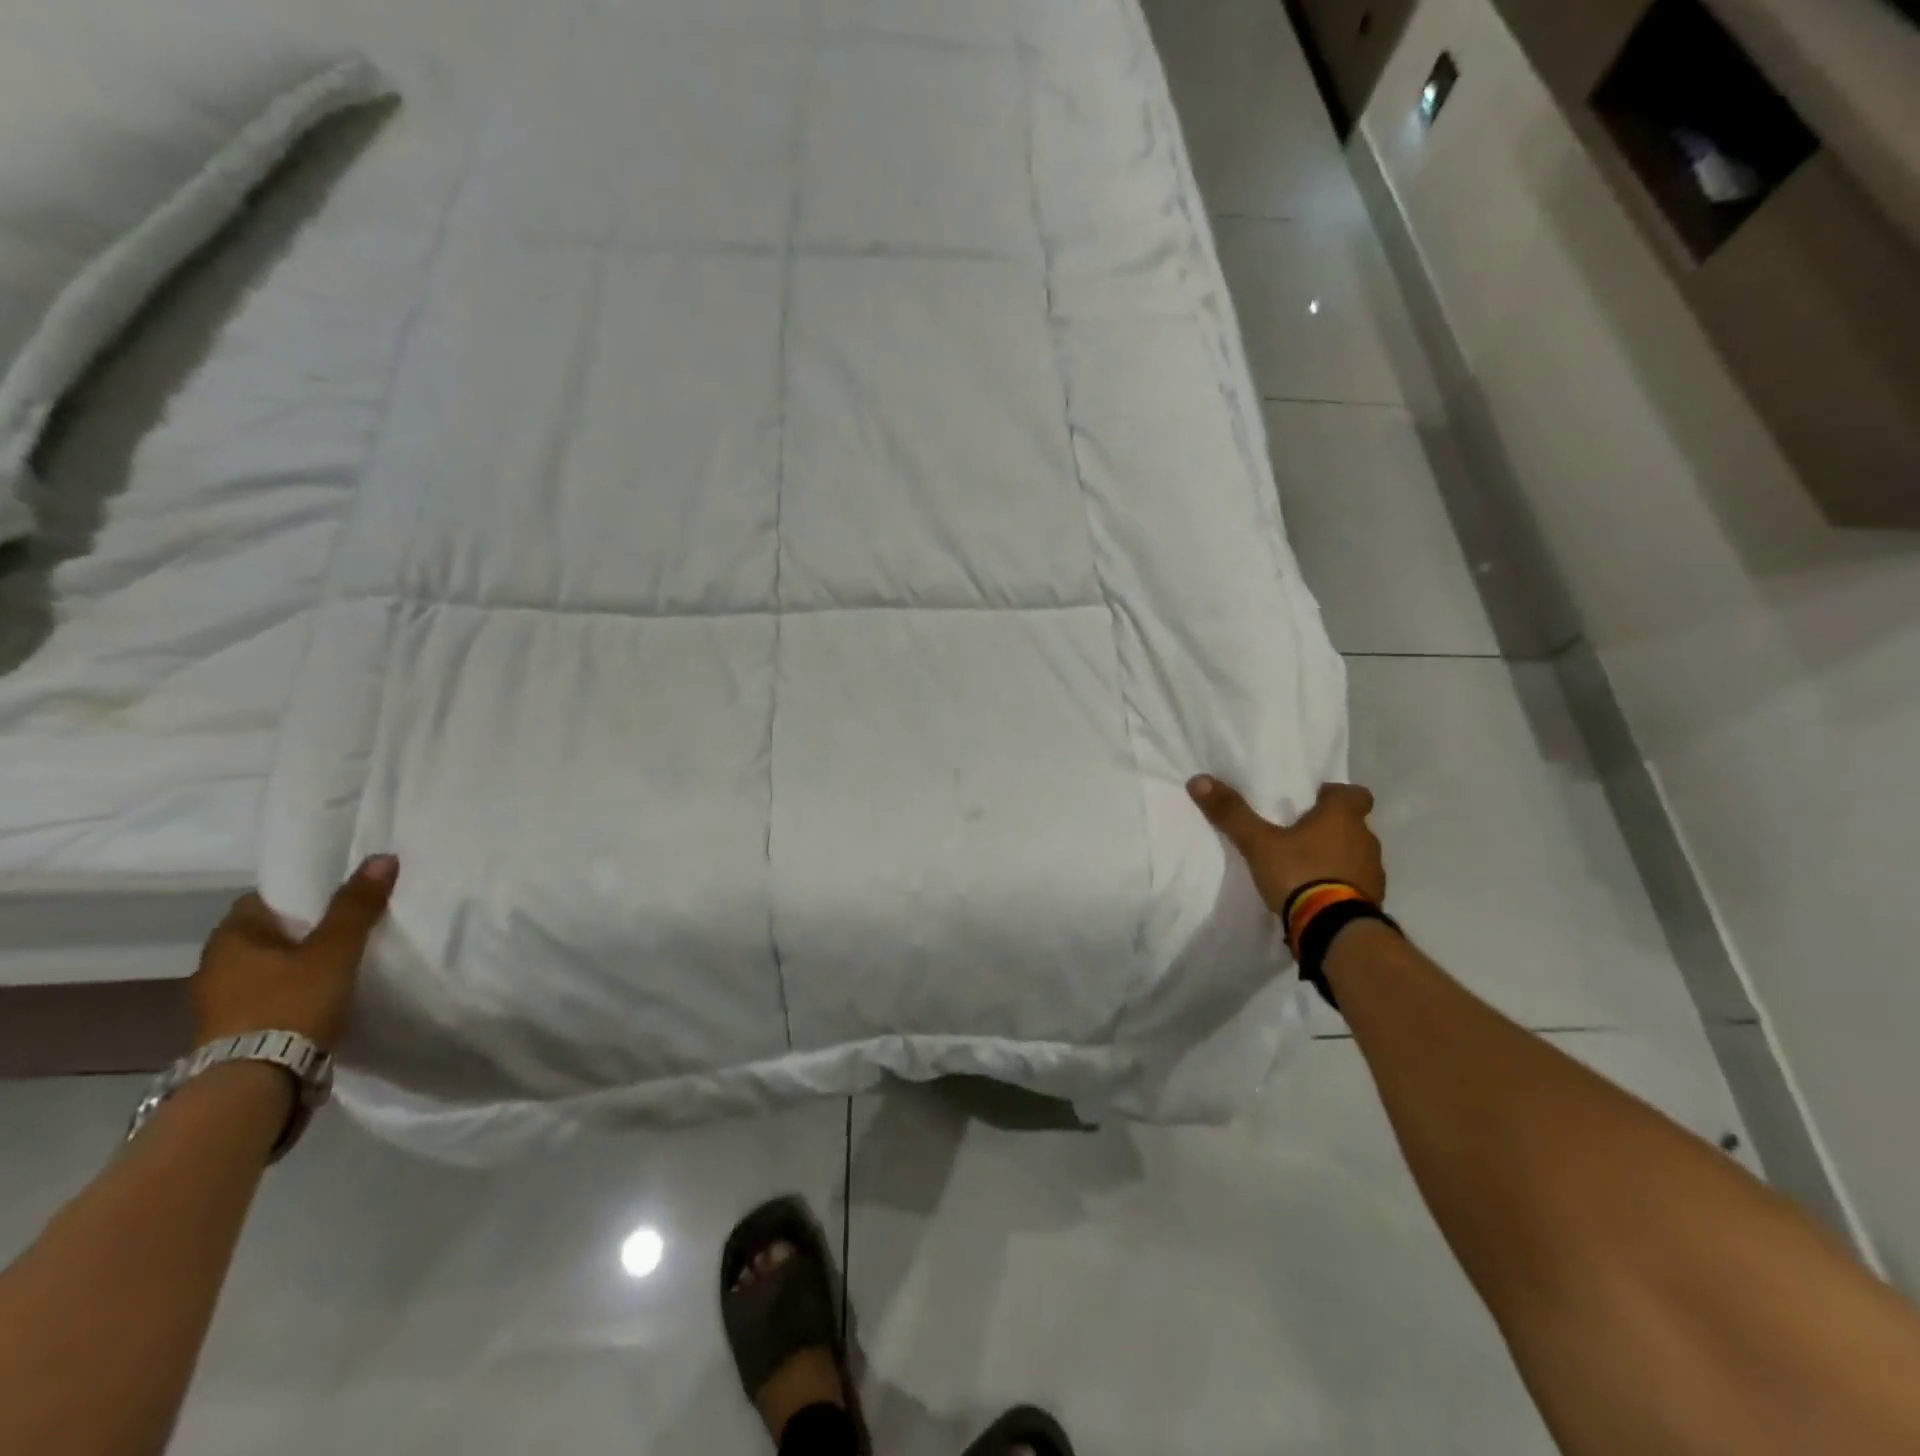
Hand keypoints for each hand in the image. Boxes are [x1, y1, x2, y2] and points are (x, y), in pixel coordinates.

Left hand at [190, 856, 398, 1050]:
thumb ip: (356, 906)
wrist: (255, 1082)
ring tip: (334, 966)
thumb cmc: (291, 1003)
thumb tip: (383, 857)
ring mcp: (215, 1005)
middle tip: (342, 930)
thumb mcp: (335, 950)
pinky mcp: (229, 1033)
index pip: (259, 902)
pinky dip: (285, 994)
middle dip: (297, 932)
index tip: (333, 901)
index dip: (296, 897)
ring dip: (290, 966)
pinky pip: (262, 998)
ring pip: (261, 969)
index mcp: (229, 939)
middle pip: (261, 936)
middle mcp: (212, 967)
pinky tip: (314, 999)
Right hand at [1188, 776, 1384, 915]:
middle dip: (1331, 827)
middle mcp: (1365, 839)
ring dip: (1337, 856)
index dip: (1336, 795)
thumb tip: (1198, 780)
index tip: (1314, 801)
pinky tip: (1316, 894)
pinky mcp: (1371, 901)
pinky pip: (1356, 883)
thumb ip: (1232, 813)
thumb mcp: (1258, 843)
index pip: (1355, 794)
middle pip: (1353, 824)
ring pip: (1355, 854)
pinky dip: (1340, 883)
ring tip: (1305, 866)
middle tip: (1299, 833)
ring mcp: (1373, 872)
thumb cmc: (1300, 874)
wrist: (1334, 930)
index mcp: (1343, 818)